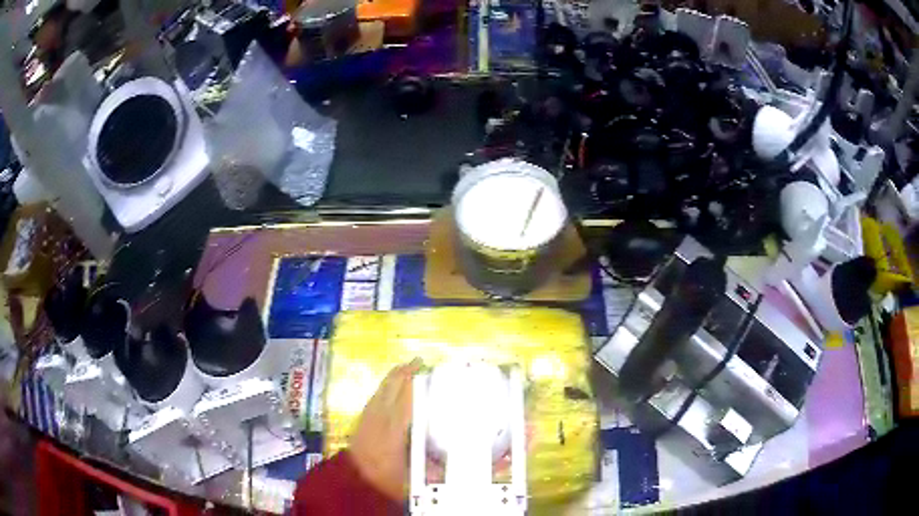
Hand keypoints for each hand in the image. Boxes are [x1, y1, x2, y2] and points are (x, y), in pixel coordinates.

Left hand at [349, 358, 421, 500]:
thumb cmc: (386, 479)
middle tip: (421, 362)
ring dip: (395, 376)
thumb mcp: (413, 475)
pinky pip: (376, 395)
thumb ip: (431, 467)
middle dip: (405, 372)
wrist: (354, 481)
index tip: (429, 371)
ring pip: (382, 389)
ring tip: (408, 367)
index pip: (406, 400)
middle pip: (392, 388)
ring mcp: (369, 417)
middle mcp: (380, 418)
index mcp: (394, 431)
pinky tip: (392, 384)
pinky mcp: (363, 419)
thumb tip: (449, 461)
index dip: (416, 383)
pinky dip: (386, 385)